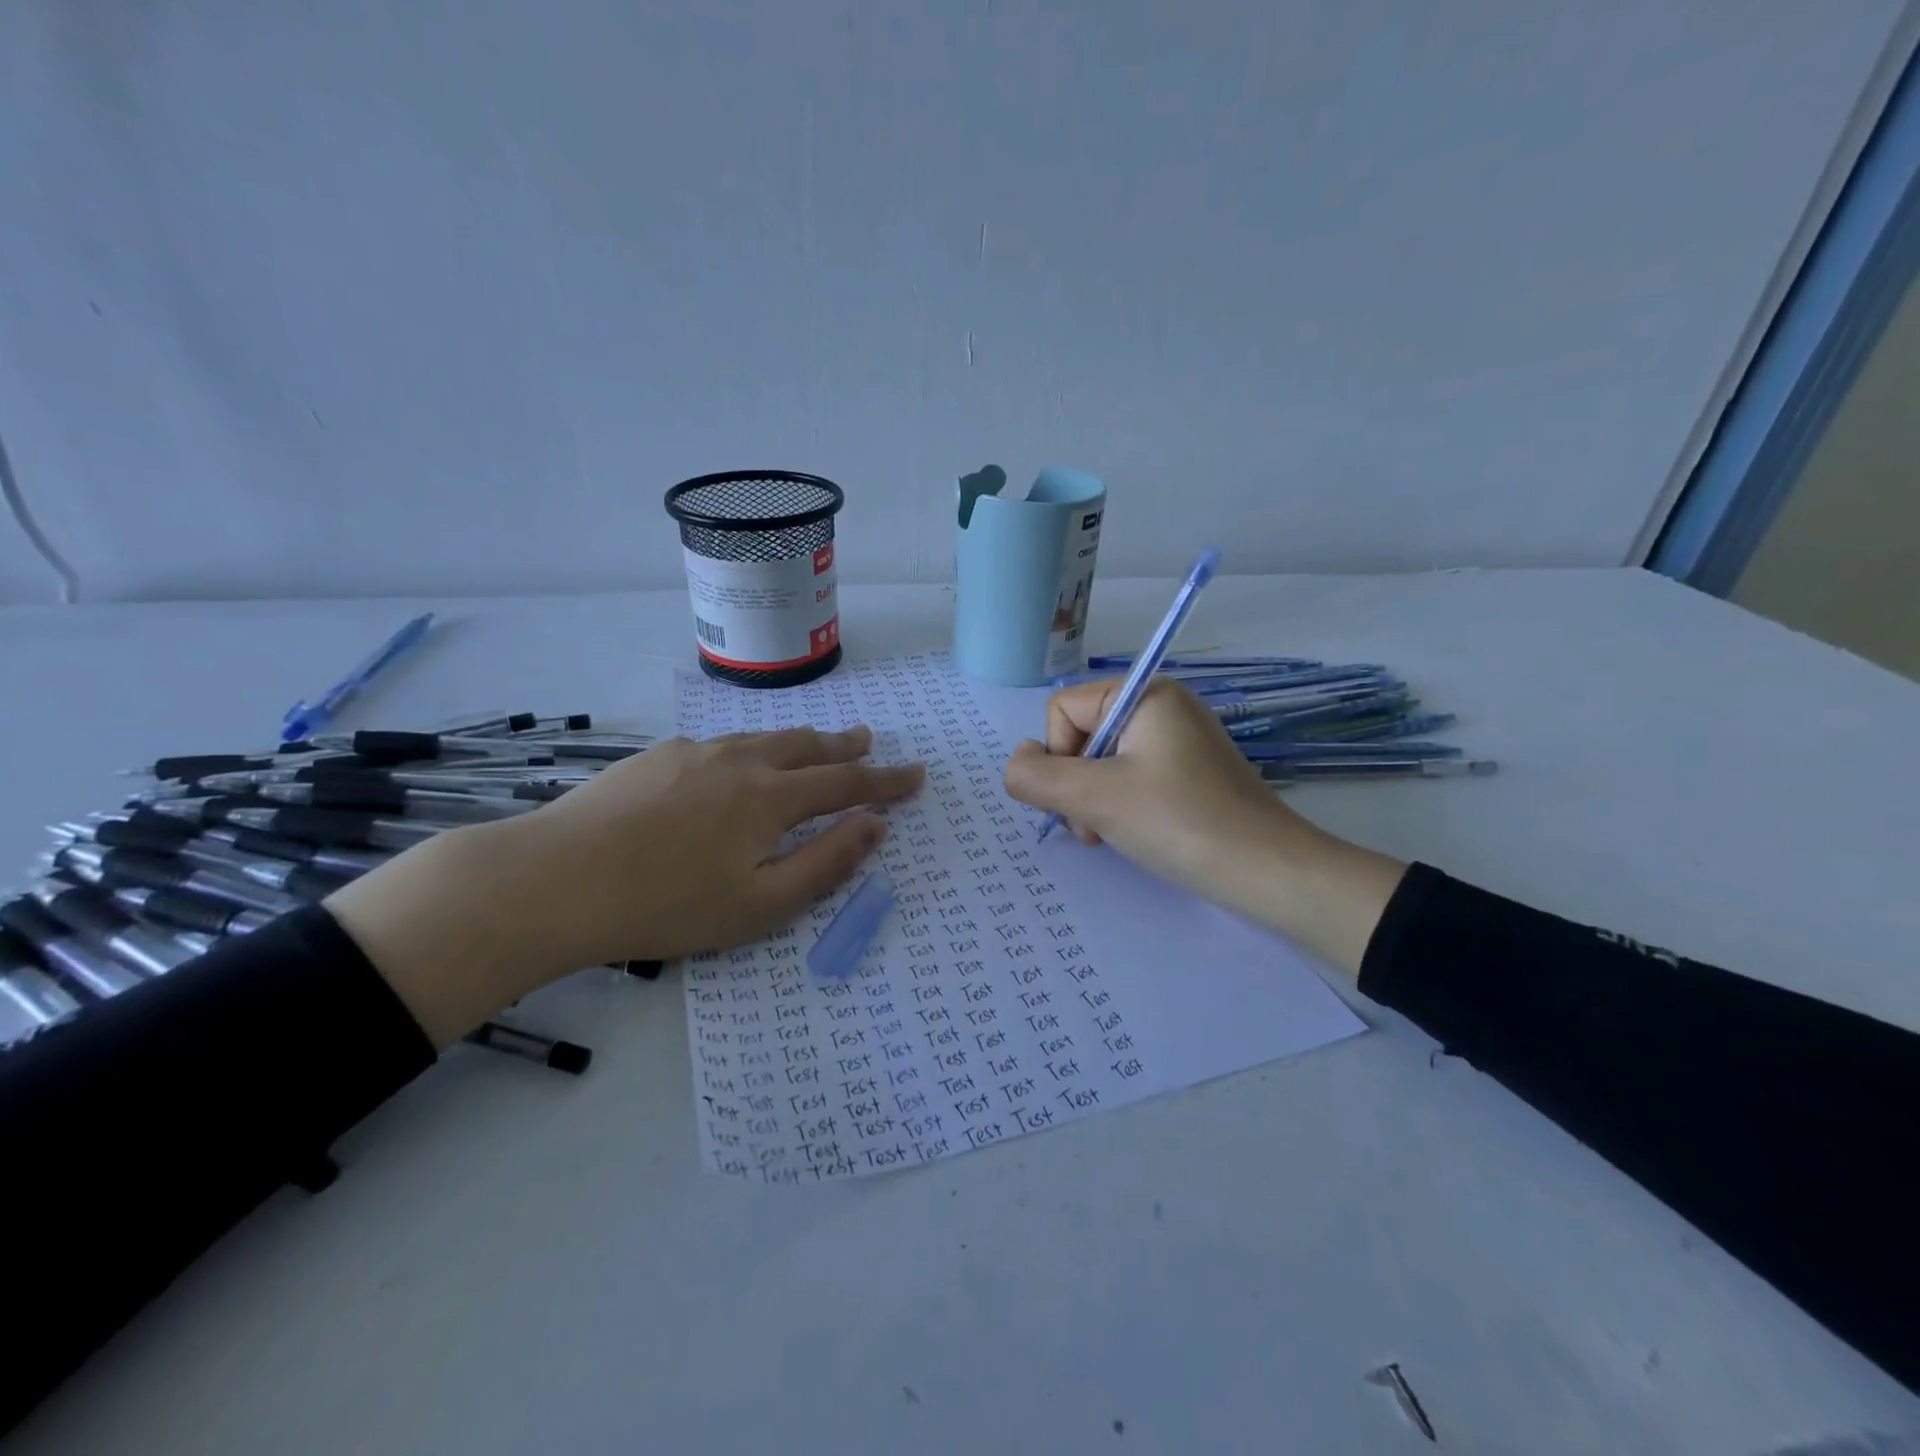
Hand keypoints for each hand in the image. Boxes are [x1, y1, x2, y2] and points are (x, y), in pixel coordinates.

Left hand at [328, 725, 923, 1045]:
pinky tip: (739, 762)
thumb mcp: (761, 904)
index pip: (847, 783)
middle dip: (845, 745)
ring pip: (764, 738)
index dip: (886, 781)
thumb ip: (826, 862)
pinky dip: (752, 748)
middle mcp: (741, 761)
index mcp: (771, 798)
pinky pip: (723, 744)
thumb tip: (875, 826)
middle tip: (869, 740)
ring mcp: (696, 752)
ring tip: (817, 742)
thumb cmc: (666, 905)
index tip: (916, 775)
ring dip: (800, 741)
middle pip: (807, 746)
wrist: (555, 880)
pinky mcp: (658, 756)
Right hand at [1001, 680, 1404, 973]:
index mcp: (1144, 693)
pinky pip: (1131, 776)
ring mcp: (1178, 739)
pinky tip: (1129, 833)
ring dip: (1092, 800)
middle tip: (1093, 826)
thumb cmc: (1178, 822)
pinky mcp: (1188, 771)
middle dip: (1075, 784)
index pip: (1063, 710)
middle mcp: (1161, 705)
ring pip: (1102, 761)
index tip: (1080, 799)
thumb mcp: (1095, 798)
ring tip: (1108, 835)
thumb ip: (1037, 777)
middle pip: (1080, 734)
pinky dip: (1119, 805)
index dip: (1057, 757)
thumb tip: (1016, 763)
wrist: (1267, 872)